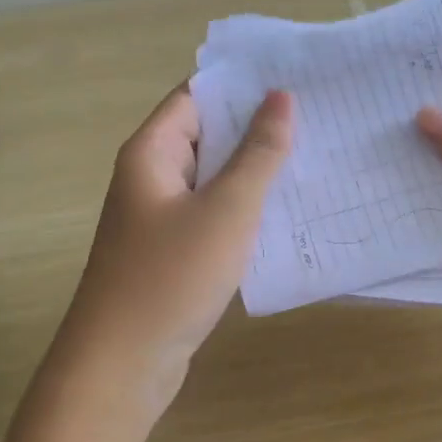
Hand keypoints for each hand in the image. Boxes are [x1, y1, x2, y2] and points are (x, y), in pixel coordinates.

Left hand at [58, 84, 292, 419]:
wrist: (122, 365)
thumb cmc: (171, 277)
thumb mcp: (226, 209)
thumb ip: (258, 153)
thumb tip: (281, 97)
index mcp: (152, 153)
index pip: (197, 96)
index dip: (242, 84)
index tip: (295, 77)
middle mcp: (151, 177)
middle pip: (207, 135)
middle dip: (257, 126)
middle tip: (319, 115)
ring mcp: (161, 218)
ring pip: (214, 179)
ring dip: (255, 170)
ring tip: (315, 156)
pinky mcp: (173, 252)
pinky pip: (213, 215)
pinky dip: (245, 209)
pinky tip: (287, 212)